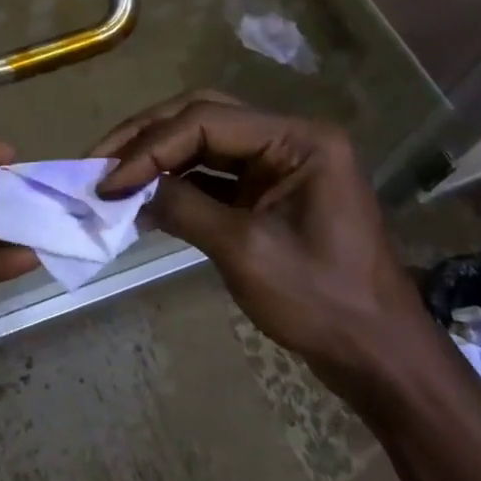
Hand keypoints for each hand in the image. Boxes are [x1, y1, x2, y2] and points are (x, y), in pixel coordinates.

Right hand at [94, 91, 437, 403]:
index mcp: (298, 139)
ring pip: (203, 141)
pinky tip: (143, 197)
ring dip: (157, 157)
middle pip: (202, 117)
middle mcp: (288, 138)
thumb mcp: (246, 252)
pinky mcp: (268, 191)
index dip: (151, 147)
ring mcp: (279, 164)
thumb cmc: (324, 303)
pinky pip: (213, 173)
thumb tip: (130, 188)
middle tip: (98, 160)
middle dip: (147, 138)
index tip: (108, 180)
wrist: (381, 362)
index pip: (206, 121)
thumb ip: (184, 208)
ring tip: (111, 174)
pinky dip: (176, 182)